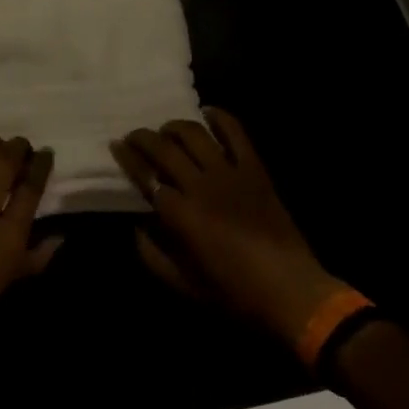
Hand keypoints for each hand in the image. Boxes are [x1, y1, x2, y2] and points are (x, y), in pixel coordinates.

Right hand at [112, 108, 345, 348]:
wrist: (293, 294)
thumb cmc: (236, 295)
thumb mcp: (185, 287)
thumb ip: (153, 256)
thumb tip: (137, 227)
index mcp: (182, 215)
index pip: (146, 176)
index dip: (128, 158)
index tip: (115, 145)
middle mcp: (201, 186)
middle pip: (165, 148)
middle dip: (143, 137)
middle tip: (134, 136)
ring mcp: (230, 173)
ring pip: (195, 134)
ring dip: (175, 126)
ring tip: (167, 130)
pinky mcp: (255, 169)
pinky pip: (235, 133)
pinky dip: (220, 118)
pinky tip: (208, 113)